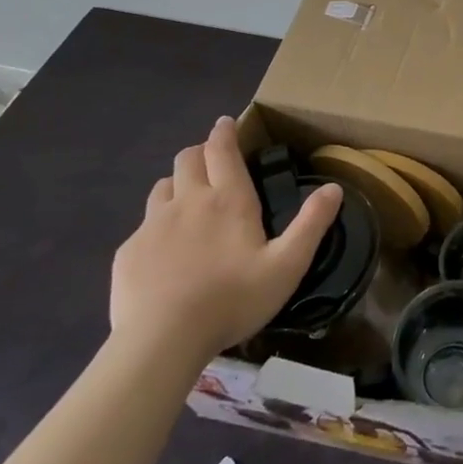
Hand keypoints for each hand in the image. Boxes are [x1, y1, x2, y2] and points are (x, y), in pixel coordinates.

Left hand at [111, 117, 341, 362]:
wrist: (162, 340)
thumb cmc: (233, 300)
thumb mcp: (287, 265)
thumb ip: (312, 224)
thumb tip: (334, 188)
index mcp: (228, 200)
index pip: (222, 150)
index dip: (224, 132)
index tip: (226, 122)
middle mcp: (188, 201)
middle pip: (187, 159)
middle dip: (200, 152)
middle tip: (212, 160)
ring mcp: (153, 225)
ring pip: (162, 186)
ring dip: (177, 183)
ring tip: (188, 199)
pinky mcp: (128, 251)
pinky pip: (144, 225)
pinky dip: (157, 224)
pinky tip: (166, 249)